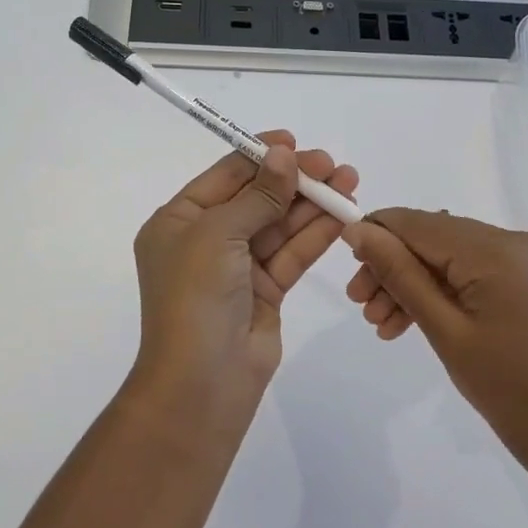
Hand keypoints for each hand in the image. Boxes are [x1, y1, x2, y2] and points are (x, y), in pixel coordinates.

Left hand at [133, 131, 358, 410]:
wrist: (201, 384)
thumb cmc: (195, 297)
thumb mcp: (219, 234)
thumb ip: (258, 195)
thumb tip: (285, 156)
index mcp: (178, 221)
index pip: (224, 176)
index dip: (260, 156)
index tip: (295, 142)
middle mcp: (206, 240)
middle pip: (257, 198)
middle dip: (294, 180)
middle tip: (333, 165)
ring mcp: (237, 267)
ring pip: (279, 225)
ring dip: (312, 204)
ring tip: (349, 181)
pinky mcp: (265, 291)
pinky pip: (292, 253)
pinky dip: (316, 234)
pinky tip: (343, 214)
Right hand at [343, 210, 527, 480]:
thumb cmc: (506, 390)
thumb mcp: (443, 330)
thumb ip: (399, 274)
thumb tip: (358, 232)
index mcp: (501, 251)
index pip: (422, 224)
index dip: (378, 233)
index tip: (344, 258)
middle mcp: (518, 241)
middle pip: (434, 239)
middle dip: (393, 267)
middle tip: (359, 304)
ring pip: (450, 256)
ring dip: (413, 282)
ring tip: (380, 323)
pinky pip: (472, 271)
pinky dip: (441, 290)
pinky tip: (409, 320)